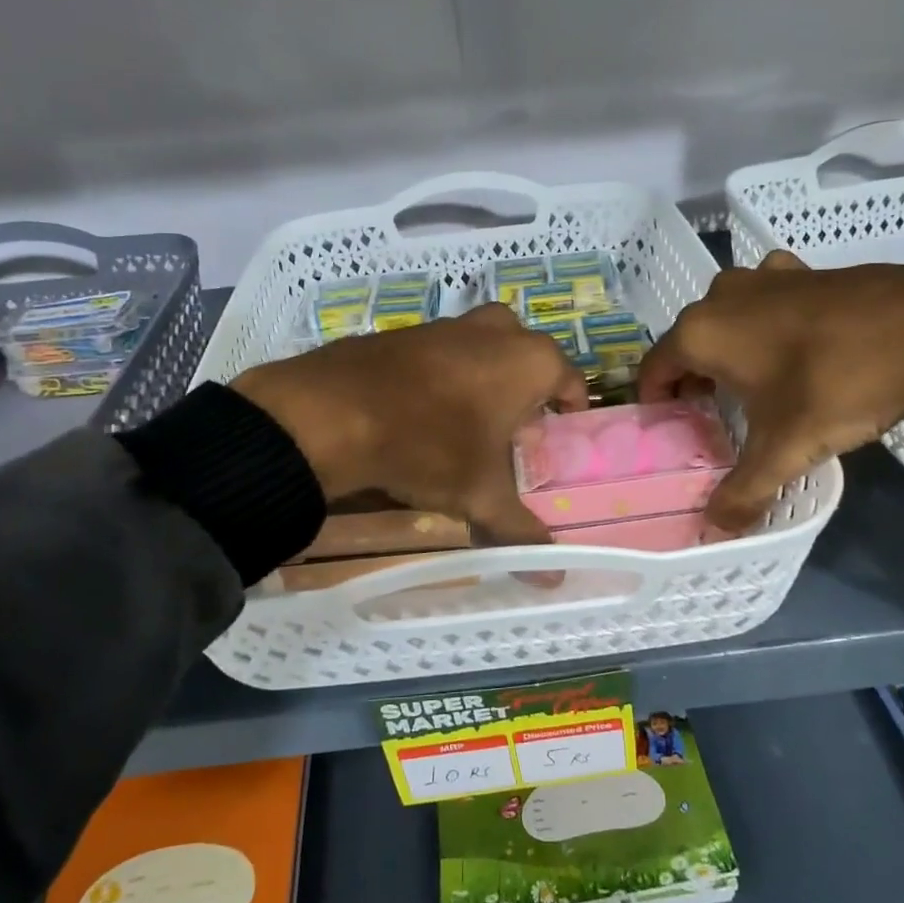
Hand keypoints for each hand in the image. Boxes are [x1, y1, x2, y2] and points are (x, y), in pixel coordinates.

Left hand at [232, 303, 588, 545]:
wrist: (332, 413)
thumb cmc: (429, 447)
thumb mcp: (479, 495)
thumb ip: (521, 531)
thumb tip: (554, 578)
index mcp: (530, 360)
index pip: (571, 381)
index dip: (569, 413)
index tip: (557, 439)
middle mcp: (496, 331)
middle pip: (529, 359)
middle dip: (527, 392)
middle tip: (514, 433)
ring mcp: (448, 324)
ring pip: (485, 349)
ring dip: (487, 380)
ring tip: (470, 425)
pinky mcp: (406, 329)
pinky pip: (443, 351)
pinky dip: (445, 375)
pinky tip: (424, 411)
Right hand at [639, 251, 903, 530]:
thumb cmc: (836, 386)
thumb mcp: (784, 449)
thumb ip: (743, 492)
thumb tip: (715, 532)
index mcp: (701, 332)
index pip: (653, 368)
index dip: (656, 402)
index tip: (670, 428)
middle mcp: (722, 296)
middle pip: (690, 342)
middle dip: (694, 379)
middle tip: (712, 417)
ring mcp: (767, 276)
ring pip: (729, 318)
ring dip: (730, 349)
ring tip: (752, 385)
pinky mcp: (807, 270)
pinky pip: (769, 301)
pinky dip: (769, 325)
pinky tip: (798, 349)